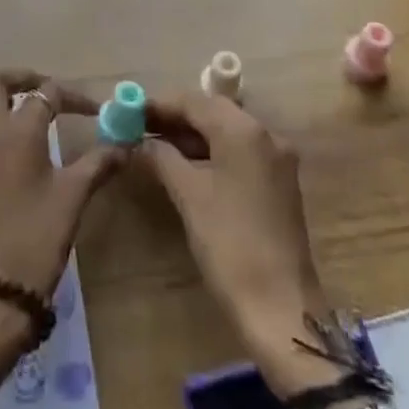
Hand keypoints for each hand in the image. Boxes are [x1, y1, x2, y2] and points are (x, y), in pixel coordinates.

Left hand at [0, 70, 124, 381]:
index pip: (46, 94)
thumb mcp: (74, 197)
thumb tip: (125, 144)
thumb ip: (98, 163)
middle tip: (43, 92)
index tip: (94, 110)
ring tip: (10, 112)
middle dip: (19, 79)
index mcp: (17, 131)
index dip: (73, 97)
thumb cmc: (36, 238)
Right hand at [137, 92, 345, 397]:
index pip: (194, 101)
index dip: (159, 104)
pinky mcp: (278, 182)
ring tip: (153, 145)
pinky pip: (238, 152)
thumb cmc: (230, 243)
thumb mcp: (188, 195)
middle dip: (174, 118)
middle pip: (212, 112)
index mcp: (244, 130)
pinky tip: (184, 165)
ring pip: (226, 132)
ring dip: (191, 136)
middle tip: (138, 127)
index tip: (128, 112)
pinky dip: (211, 153)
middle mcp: (265, 134)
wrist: (280, 306)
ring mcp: (276, 159)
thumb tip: (136, 142)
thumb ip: (160, 157)